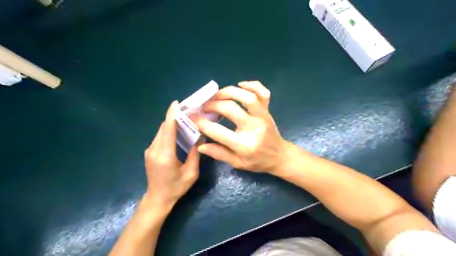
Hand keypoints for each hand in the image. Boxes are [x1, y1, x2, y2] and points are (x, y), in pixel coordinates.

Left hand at [142, 101, 199, 210]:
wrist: (157, 199)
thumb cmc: (176, 188)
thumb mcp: (191, 173)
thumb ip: (195, 154)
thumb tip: (199, 138)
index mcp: (165, 155)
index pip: (168, 129)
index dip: (171, 115)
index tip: (176, 103)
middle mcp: (154, 150)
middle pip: (164, 127)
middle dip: (173, 117)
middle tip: (187, 111)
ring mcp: (150, 151)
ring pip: (161, 131)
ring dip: (171, 124)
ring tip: (184, 119)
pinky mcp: (149, 152)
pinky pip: (159, 137)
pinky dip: (168, 131)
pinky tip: (177, 132)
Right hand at [192, 81, 287, 173]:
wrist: (279, 156)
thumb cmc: (258, 161)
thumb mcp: (237, 163)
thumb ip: (219, 154)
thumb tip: (200, 145)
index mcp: (244, 144)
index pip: (218, 131)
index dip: (202, 123)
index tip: (193, 117)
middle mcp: (253, 127)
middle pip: (230, 108)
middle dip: (213, 105)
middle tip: (204, 106)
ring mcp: (262, 116)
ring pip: (247, 96)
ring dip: (229, 92)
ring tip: (217, 95)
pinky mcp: (267, 110)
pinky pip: (263, 92)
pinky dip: (252, 85)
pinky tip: (241, 85)